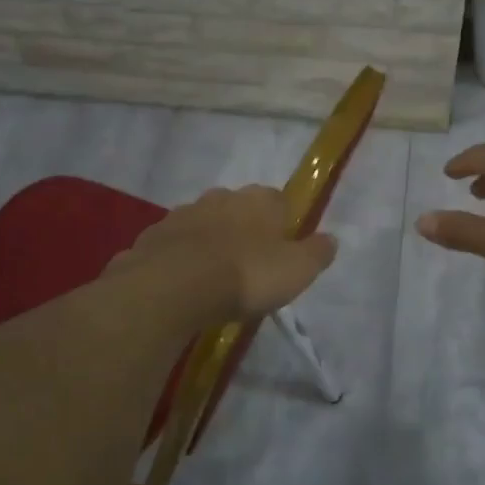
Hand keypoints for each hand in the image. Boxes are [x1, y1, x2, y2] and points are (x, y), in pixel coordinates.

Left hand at [106, 185, 336, 322]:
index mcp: (259, 200)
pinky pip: (173, 245)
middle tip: (248, 264)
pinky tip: (183, 284)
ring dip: (209, 242)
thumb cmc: (246, 275)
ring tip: (213, 277)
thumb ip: (316, 253)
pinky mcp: (152, 237)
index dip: (283, 222)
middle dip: (243, 229)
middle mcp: (220, 198)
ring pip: (203, 224)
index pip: (278, 200)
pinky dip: (179, 259)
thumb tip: (331, 239)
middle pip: (238, 208)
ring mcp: (182, 215)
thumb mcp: (296, 271)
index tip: (283, 248)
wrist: (173, 287)